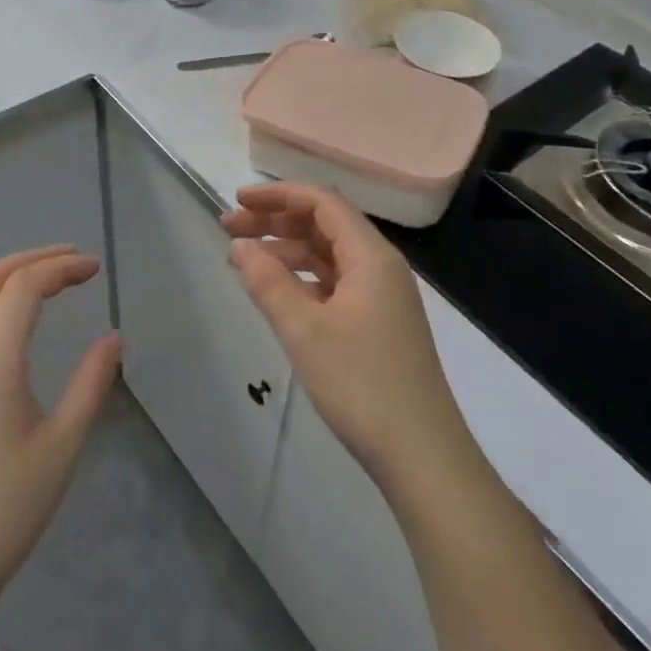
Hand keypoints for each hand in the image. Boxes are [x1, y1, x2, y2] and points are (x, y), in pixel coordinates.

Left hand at [0, 246, 121, 619]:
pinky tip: (13, 325)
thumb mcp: (62, 446)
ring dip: (6, 278)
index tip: (95, 268)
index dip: (62, 268)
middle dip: (32, 260)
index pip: (24, 287)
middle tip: (73, 260)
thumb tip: (113, 339)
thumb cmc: (4, 510)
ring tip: (46, 282)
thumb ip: (91, 384)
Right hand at [222, 184, 475, 493]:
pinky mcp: (379, 322)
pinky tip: (278, 290)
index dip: (278, 195)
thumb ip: (269, 282)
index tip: (237, 200)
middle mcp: (381, 265)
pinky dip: (304, 278)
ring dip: (288, 249)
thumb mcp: (305, 331)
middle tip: (229, 228)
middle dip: (277, 220)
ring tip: (244, 258)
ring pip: (329, 254)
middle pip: (325, 224)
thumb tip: (240, 246)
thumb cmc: (361, 384)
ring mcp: (382, 295)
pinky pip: (336, 282)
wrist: (421, 454)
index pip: (322, 202)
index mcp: (371, 256)